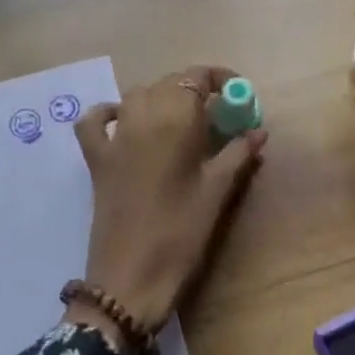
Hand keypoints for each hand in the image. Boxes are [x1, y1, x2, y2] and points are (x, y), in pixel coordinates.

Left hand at [68, 66, 266, 347]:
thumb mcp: (218, 191)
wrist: (130, 276)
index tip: (238, 95)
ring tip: (182, 122)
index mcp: (175, 118)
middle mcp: (142, 114)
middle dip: (195, 91)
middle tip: (218, 116)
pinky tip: (125, 122)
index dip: (220, 79)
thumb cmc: (182, 231)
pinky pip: (96, 120)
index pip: (197, 77)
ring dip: (162, 99)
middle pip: (170, 83)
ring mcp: (115, 134)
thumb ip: (239, 153)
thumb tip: (259, 131)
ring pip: (138, 95)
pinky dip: (108, 113)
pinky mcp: (96, 156)